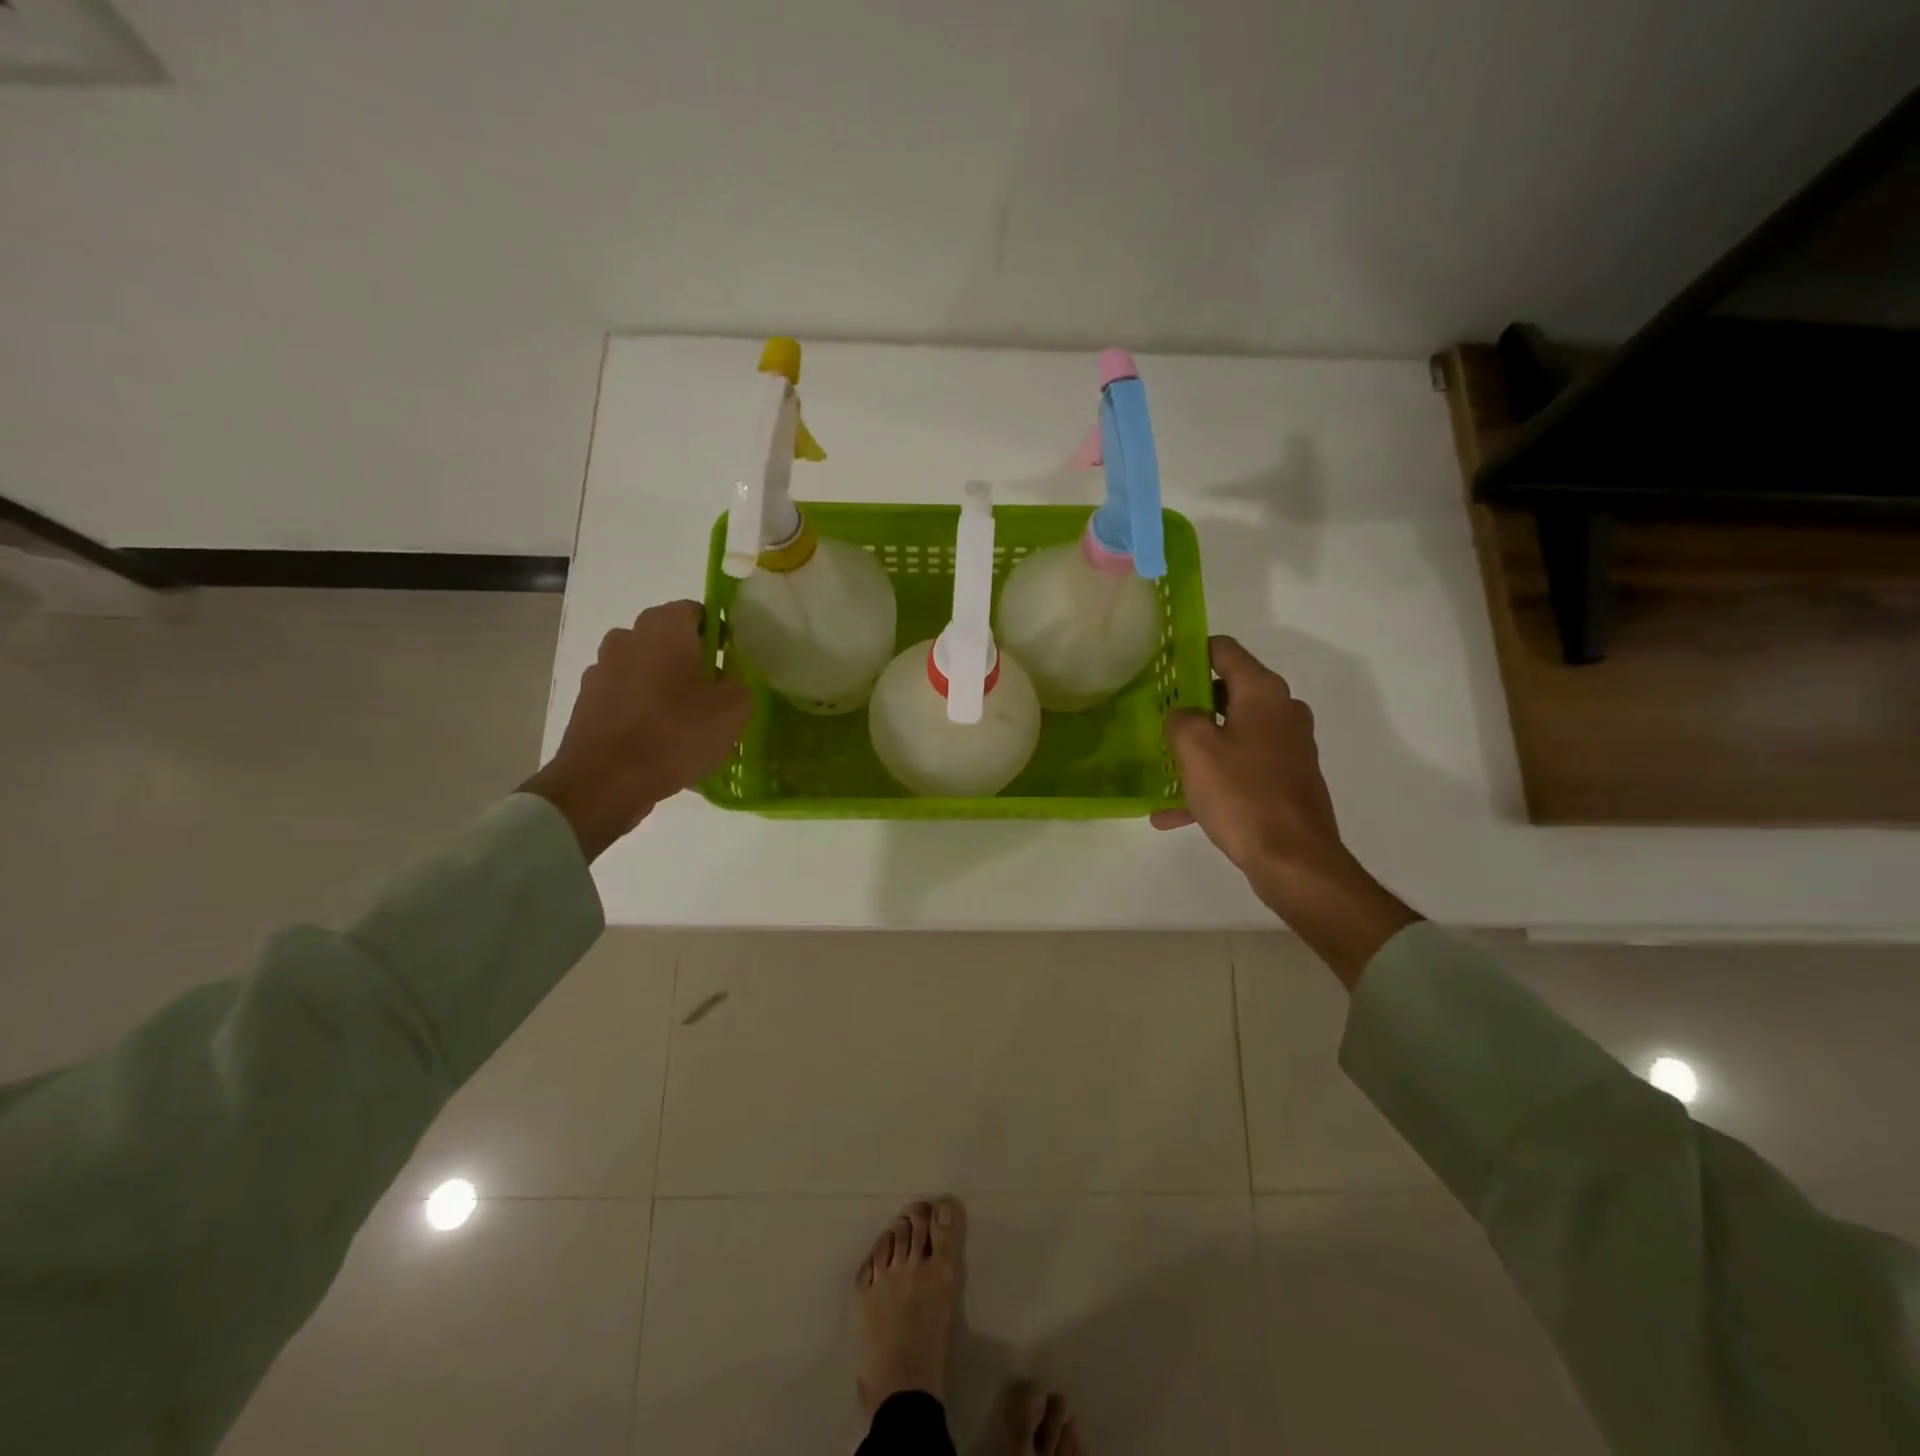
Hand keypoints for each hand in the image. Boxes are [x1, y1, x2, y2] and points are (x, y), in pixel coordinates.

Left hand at [522, 600, 750, 859]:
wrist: (606, 781)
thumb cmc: (677, 734)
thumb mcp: (734, 708)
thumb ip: (739, 680)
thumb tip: (727, 675)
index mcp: (664, 627)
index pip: (697, 611)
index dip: (719, 633)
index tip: (731, 663)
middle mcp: (627, 636)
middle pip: (668, 640)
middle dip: (691, 660)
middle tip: (713, 694)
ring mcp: (601, 669)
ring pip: (645, 668)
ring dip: (663, 685)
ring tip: (684, 723)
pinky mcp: (586, 701)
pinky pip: (625, 696)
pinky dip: (641, 709)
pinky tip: (657, 740)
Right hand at [1153, 635, 1418, 985]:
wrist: (1295, 861)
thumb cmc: (1242, 795)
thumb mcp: (1195, 749)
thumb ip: (1180, 719)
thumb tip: (1182, 714)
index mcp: (1263, 693)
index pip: (1224, 650)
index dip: (1189, 651)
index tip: (1159, 665)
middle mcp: (1282, 712)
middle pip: (1228, 692)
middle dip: (1190, 703)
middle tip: (1155, 715)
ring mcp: (1288, 748)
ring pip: (1232, 734)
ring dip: (1198, 747)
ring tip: (1162, 765)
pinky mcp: (1287, 780)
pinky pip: (1240, 770)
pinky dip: (1211, 781)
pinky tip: (1173, 813)